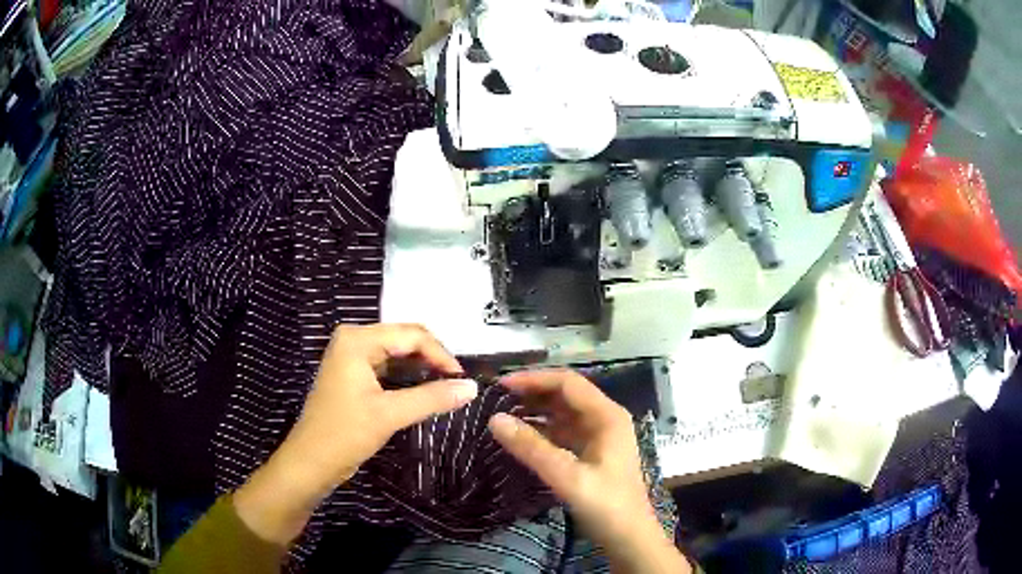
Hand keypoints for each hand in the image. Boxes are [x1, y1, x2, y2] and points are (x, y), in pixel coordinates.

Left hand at [235, 324, 476, 545]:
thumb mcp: (390, 414)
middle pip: (405, 339)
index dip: (441, 355)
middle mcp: (354, 339)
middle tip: (457, 383)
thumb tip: (473, 387)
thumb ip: (432, 397)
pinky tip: (424, 390)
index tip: (463, 380)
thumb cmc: (345, 434)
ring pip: (398, 353)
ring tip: (446, 387)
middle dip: (432, 359)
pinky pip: (388, 366)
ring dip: (422, 368)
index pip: (412, 335)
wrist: (311, 462)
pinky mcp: (353, 374)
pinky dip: (407, 377)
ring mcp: (352, 356)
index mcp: (358, 339)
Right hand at [488, 370, 689, 573]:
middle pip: (566, 395)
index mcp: (607, 416)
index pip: (567, 383)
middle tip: (496, 399)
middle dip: (532, 393)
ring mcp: (600, 436)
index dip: (534, 379)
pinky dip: (542, 430)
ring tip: (502, 414)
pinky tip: (521, 436)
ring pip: (563, 413)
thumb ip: (532, 448)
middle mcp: (605, 419)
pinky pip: (563, 432)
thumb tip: (494, 420)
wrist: (628, 537)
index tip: (501, 385)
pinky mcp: (592, 452)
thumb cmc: (605, 505)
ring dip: (535, 411)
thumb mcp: (567, 477)